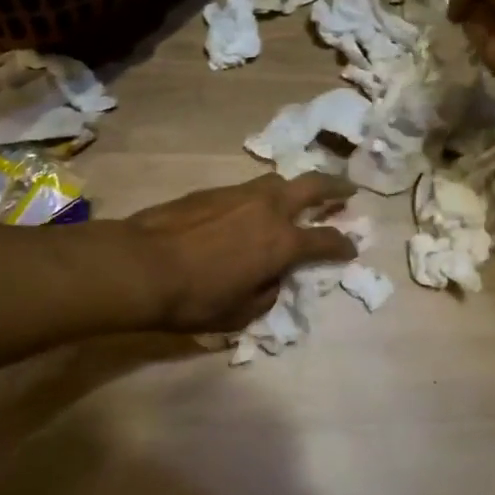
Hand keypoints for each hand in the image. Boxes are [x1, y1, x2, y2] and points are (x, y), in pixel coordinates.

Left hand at [127, 173, 357, 333]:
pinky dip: (262, 196)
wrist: (142, 265)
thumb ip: (267, 293)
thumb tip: (272, 278)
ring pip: (279, 181)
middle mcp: (269, 209)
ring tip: (298, 196)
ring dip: (295, 188)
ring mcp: (241, 194)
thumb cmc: (194, 299)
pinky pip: (249, 189)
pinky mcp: (215, 190)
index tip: (352, 247)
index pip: (325, 240)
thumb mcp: (240, 313)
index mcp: (282, 242)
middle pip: (313, 186)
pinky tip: (253, 208)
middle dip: (336, 188)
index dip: (344, 245)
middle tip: (348, 190)